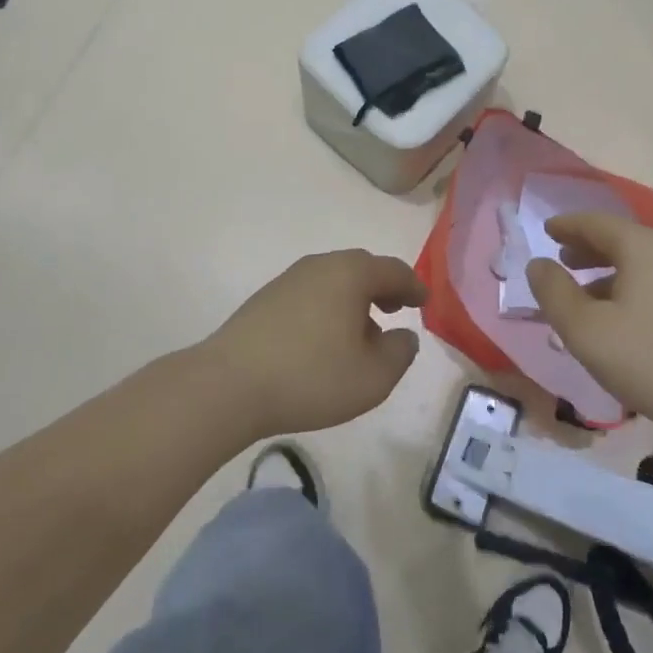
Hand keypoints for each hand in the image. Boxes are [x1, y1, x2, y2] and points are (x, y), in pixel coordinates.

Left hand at [203, 251, 426, 437]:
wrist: (227, 386)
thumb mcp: (373, 377)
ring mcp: (287, 281)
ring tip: (361, 333)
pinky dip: (328, 309)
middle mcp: (319, 266)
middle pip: (361, 269)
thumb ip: (400, 353)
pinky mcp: (264, 300)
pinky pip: (310, 295)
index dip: (414, 286)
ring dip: (354, 300)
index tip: (424, 301)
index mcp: (350, 274)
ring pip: (333, 282)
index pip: (393, 270)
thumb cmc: (311, 377)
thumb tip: (403, 335)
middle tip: (395, 310)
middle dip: (383, 288)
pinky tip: (325, 341)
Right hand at [526, 213, 652, 441]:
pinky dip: (630, 292)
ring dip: (608, 274)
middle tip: (562, 259)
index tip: (547, 230)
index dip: (567, 225)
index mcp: (641, 247)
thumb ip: (554, 293)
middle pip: (622, 240)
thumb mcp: (585, 329)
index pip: (596, 222)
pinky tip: (622, 323)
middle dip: (588, 248)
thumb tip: (538, 265)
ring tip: (585, 297)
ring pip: (641, 266)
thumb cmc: (651, 358)